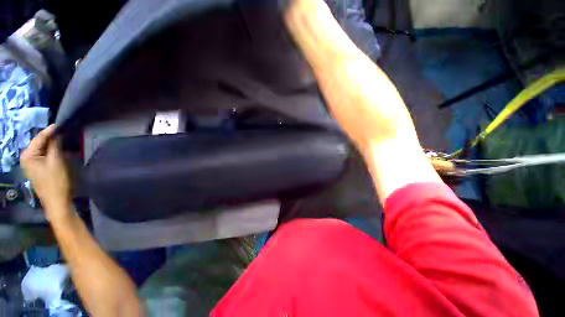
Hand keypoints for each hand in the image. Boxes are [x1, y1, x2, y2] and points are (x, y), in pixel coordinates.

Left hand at [20, 125, 71, 220]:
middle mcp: (27, 157)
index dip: (51, 130)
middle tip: (64, 131)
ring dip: (53, 144)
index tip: (61, 123)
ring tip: (64, 139)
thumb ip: (55, 145)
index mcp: (28, 155)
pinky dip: (52, 151)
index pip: (39, 137)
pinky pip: (44, 155)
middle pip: (40, 143)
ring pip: (43, 149)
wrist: (56, 200)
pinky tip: (60, 150)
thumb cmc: (55, 181)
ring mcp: (31, 164)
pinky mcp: (37, 168)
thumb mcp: (56, 161)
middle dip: (52, 137)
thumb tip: (57, 132)